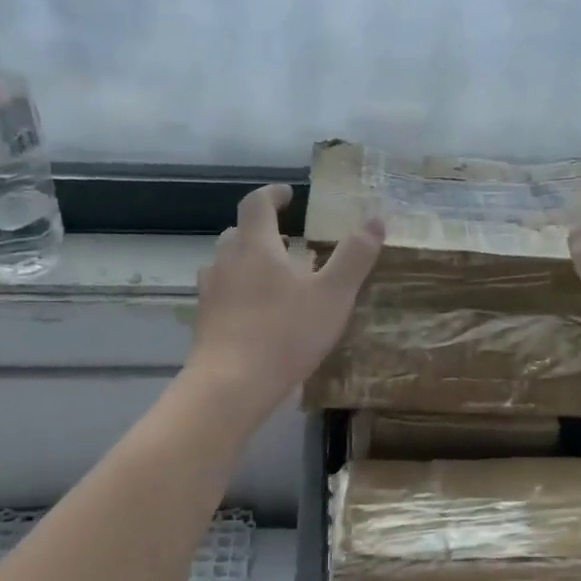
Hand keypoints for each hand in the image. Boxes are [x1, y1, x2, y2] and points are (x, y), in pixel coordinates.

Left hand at [186, 184, 382, 421]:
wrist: (230, 385)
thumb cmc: (285, 334)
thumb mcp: (333, 295)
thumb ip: (354, 256)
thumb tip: (375, 220)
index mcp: (256, 245)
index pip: (257, 204)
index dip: (272, 194)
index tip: (288, 195)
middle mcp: (226, 261)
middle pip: (239, 233)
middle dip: (262, 232)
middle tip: (288, 243)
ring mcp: (210, 291)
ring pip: (227, 264)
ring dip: (249, 262)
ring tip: (275, 279)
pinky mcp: (204, 321)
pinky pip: (222, 293)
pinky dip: (239, 292)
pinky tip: (258, 314)